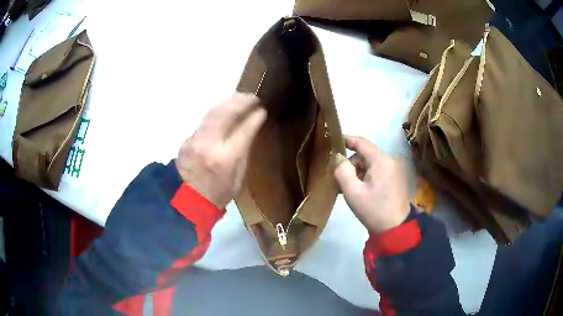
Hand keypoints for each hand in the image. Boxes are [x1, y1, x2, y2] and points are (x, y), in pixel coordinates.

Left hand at [176, 93, 266, 208]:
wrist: (186, 199)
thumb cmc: (218, 193)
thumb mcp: (239, 178)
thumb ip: (244, 152)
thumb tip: (250, 129)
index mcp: (226, 158)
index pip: (243, 130)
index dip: (255, 117)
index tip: (263, 110)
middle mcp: (210, 144)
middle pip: (226, 114)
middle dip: (241, 102)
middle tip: (253, 97)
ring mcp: (196, 139)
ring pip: (213, 112)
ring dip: (229, 102)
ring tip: (241, 97)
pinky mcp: (189, 138)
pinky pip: (206, 118)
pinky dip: (218, 110)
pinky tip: (226, 107)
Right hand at [334, 136, 409, 233]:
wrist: (395, 229)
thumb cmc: (373, 210)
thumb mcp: (353, 192)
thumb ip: (342, 171)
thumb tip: (338, 157)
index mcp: (381, 160)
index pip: (361, 142)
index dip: (346, 139)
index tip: (331, 141)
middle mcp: (390, 160)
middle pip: (364, 155)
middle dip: (351, 165)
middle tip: (340, 181)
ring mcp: (394, 170)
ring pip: (369, 164)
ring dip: (358, 173)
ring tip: (349, 189)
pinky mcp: (395, 178)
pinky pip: (376, 171)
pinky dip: (366, 177)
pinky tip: (359, 191)